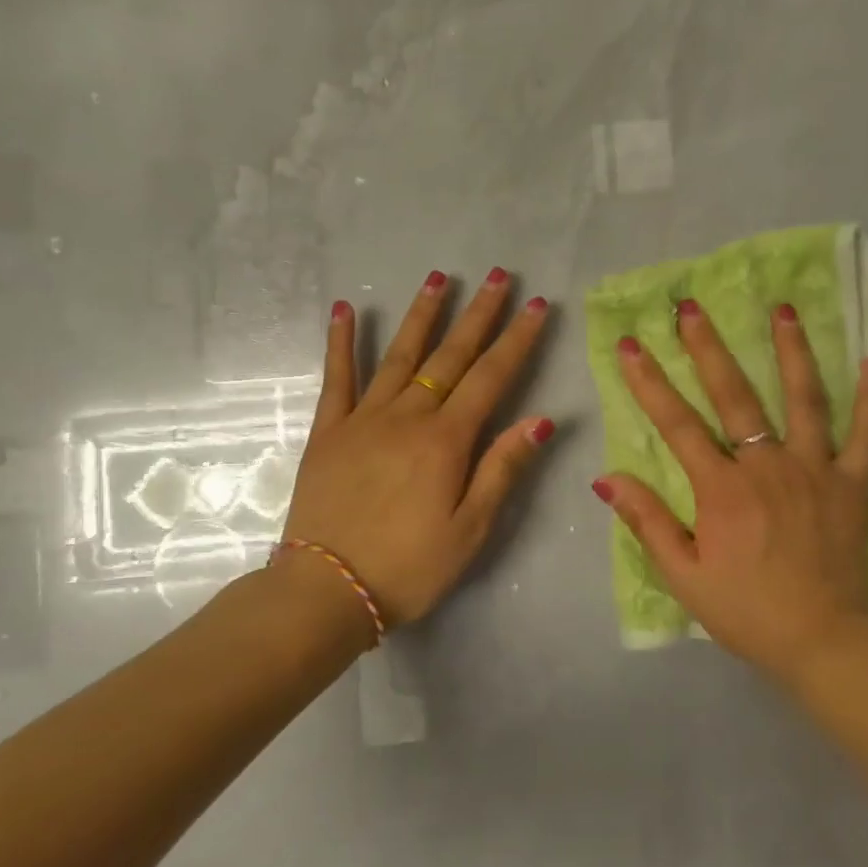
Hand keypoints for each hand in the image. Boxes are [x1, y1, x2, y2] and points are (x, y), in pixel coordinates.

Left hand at [283, 269, 553, 626]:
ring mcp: (363, 419)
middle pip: (451, 356)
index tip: (536, 306)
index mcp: (446, 441)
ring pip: (400, 355)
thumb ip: (503, 469)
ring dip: (423, 315)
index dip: (517, 340)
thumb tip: (541, 419)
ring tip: (440, 278)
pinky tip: (345, 310)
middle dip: (479, 314)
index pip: (491, 377)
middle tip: (500, 276)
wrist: (326, 590)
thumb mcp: (470, 529)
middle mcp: (407, 416)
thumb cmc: (409, 567)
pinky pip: (336, 378)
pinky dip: (341, 342)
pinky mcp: (329, 431)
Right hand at [593, 300, 867, 679]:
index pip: (678, 424)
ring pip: (804, 399)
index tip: (632, 345)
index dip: (650, 383)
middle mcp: (768, 466)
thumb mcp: (683, 576)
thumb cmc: (746, 611)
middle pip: (735, 396)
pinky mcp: (853, 484)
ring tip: (781, 309)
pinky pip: (866, 433)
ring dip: (791, 351)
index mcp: (723, 490)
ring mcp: (816, 470)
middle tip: (691, 307)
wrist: (821, 642)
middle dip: (708, 348)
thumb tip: (607, 478)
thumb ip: (648, 522)